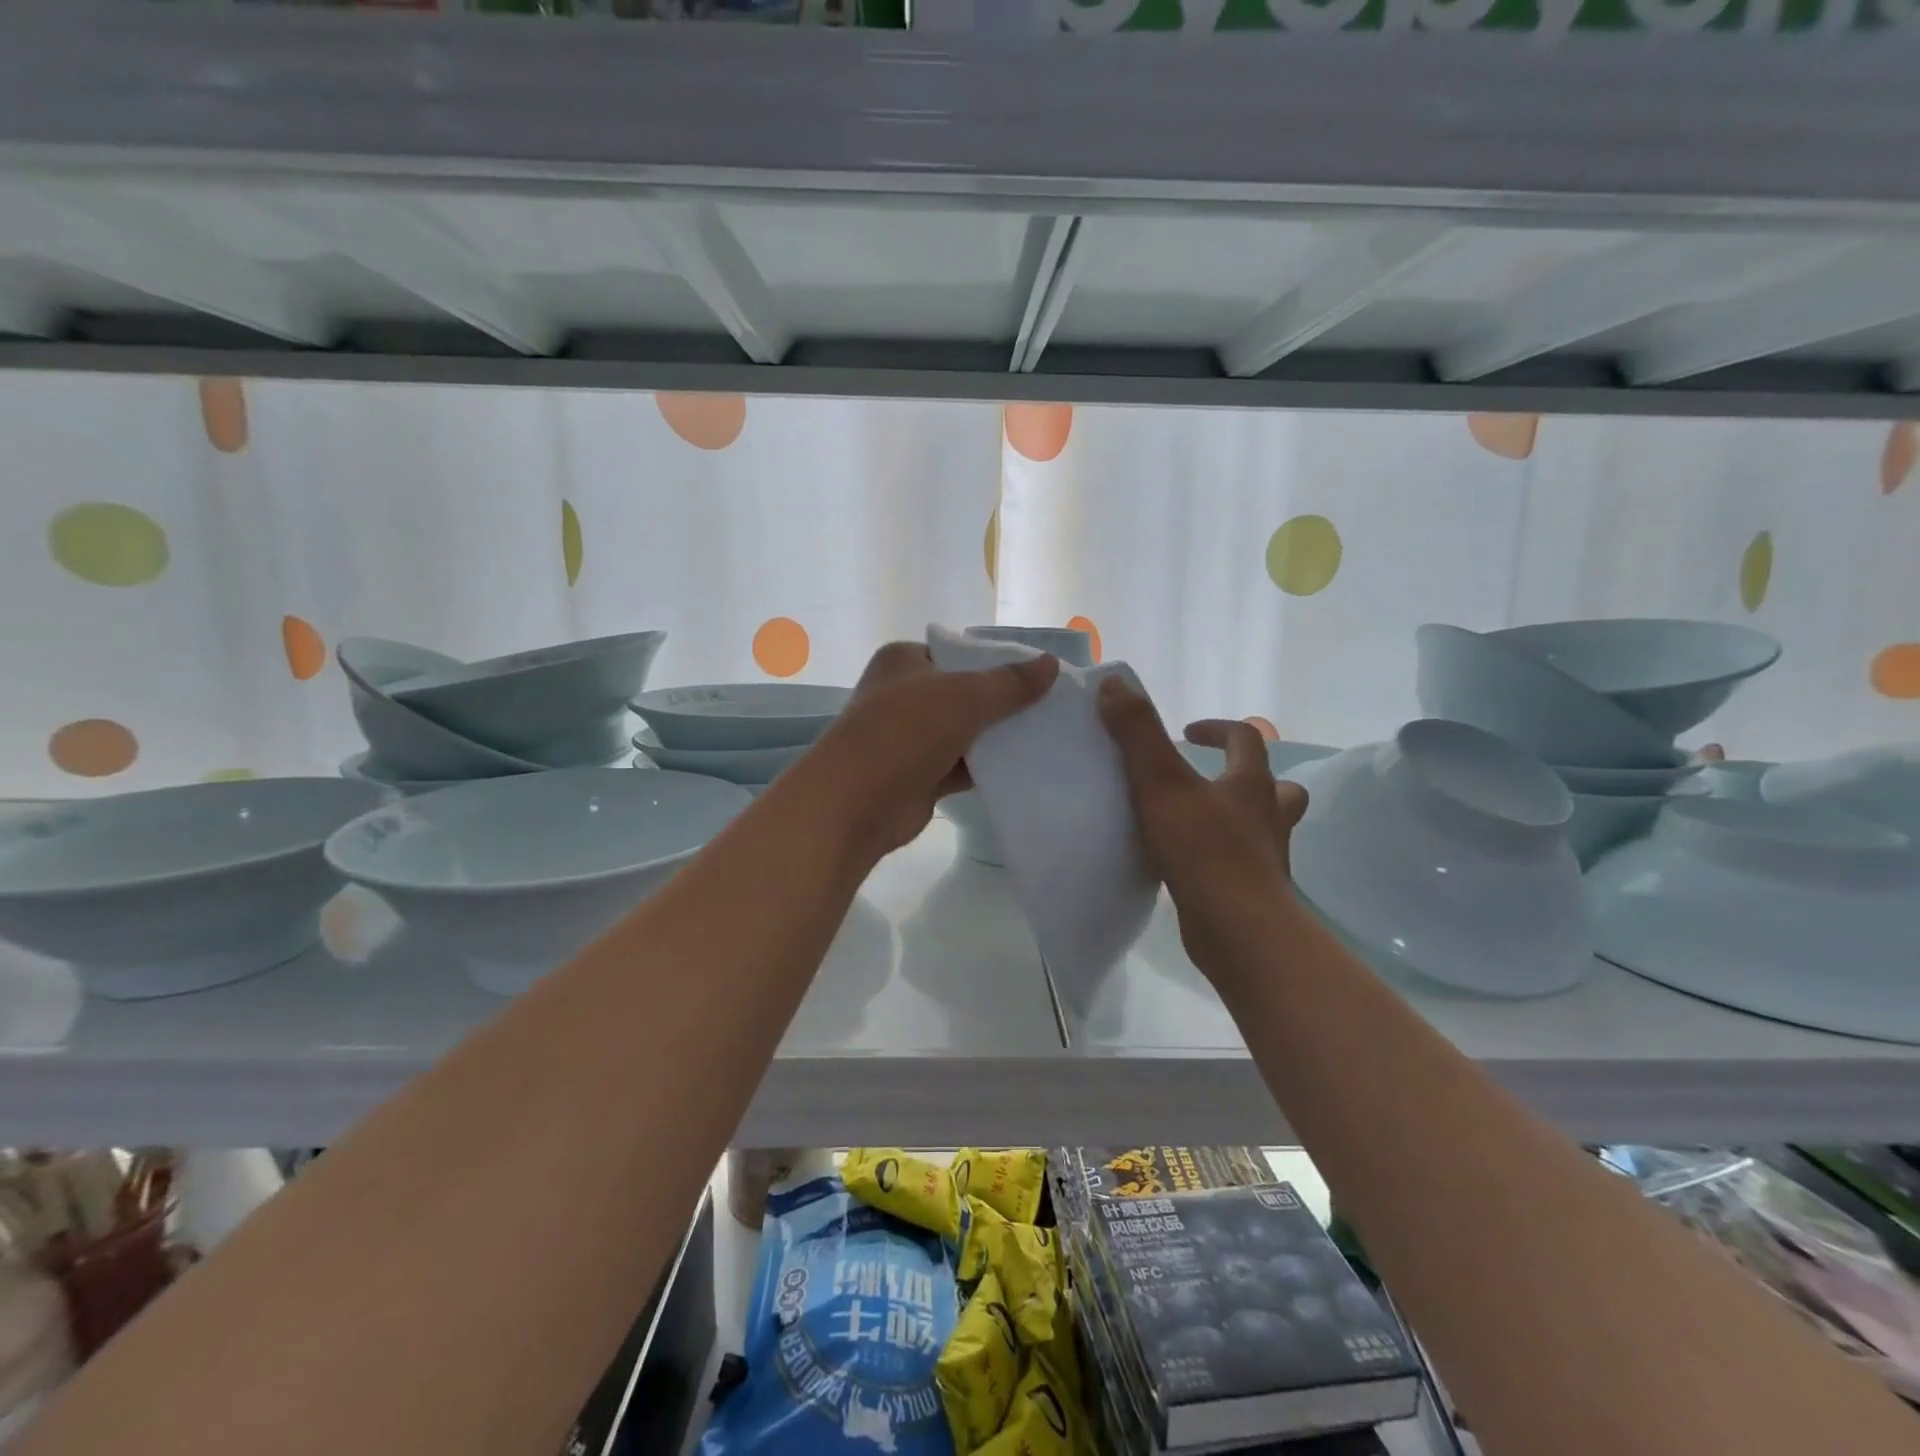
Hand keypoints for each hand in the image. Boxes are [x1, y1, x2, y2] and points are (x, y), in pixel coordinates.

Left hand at [806, 641, 1058, 860]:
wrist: (855, 805)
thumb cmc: (903, 732)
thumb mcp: (963, 697)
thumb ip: (1009, 683)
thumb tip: (1050, 663)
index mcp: (903, 661)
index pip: (957, 653)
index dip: (996, 662)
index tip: (1038, 674)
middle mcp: (904, 695)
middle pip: (964, 693)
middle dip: (1002, 702)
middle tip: (1051, 706)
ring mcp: (910, 738)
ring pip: (965, 731)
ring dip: (998, 737)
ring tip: (1048, 734)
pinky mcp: (920, 775)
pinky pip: (962, 765)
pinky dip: (988, 767)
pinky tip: (1026, 767)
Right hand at [1096, 676, 1307, 971]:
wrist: (1237, 930)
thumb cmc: (1203, 850)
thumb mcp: (1162, 784)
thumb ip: (1138, 733)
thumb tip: (1115, 683)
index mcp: (1252, 785)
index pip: (1247, 739)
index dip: (1218, 729)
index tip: (1187, 732)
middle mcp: (1268, 817)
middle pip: (1276, 787)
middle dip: (1246, 776)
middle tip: (1208, 778)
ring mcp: (1266, 858)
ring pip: (1262, 828)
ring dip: (1237, 817)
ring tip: (1197, 821)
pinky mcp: (1253, 892)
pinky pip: (1242, 862)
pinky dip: (1222, 855)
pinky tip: (1190, 864)